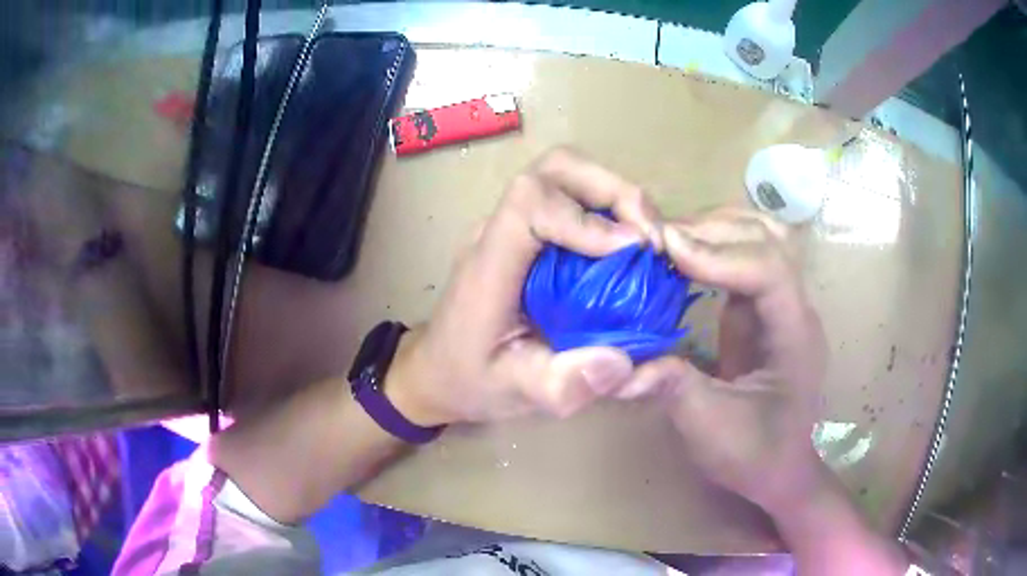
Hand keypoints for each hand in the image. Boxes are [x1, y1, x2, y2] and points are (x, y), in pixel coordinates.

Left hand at [386, 148, 664, 426]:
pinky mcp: (528, 235)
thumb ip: (560, 385)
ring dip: (615, 197)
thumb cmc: (469, 380)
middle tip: (649, 236)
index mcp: (490, 265)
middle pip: (554, 169)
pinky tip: (630, 250)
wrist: (438, 371)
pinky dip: (610, 212)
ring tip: (647, 241)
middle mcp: (499, 232)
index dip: (585, 216)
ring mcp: (513, 228)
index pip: (529, 202)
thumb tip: (622, 362)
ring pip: (566, 176)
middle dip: (612, 189)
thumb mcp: (514, 393)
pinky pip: (572, 200)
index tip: (630, 250)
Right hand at [628, 208, 828, 514]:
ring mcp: (779, 305)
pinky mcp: (761, 311)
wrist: (778, 470)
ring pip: (760, 238)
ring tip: (670, 239)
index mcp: (795, 334)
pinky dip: (713, 247)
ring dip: (717, 228)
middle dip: (714, 228)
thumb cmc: (755, 455)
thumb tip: (620, 365)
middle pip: (768, 238)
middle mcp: (794, 308)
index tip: (667, 248)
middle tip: (660, 238)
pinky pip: (742, 259)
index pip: (769, 268)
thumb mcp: (712, 430)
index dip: (720, 252)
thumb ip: (674, 389)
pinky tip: (681, 258)